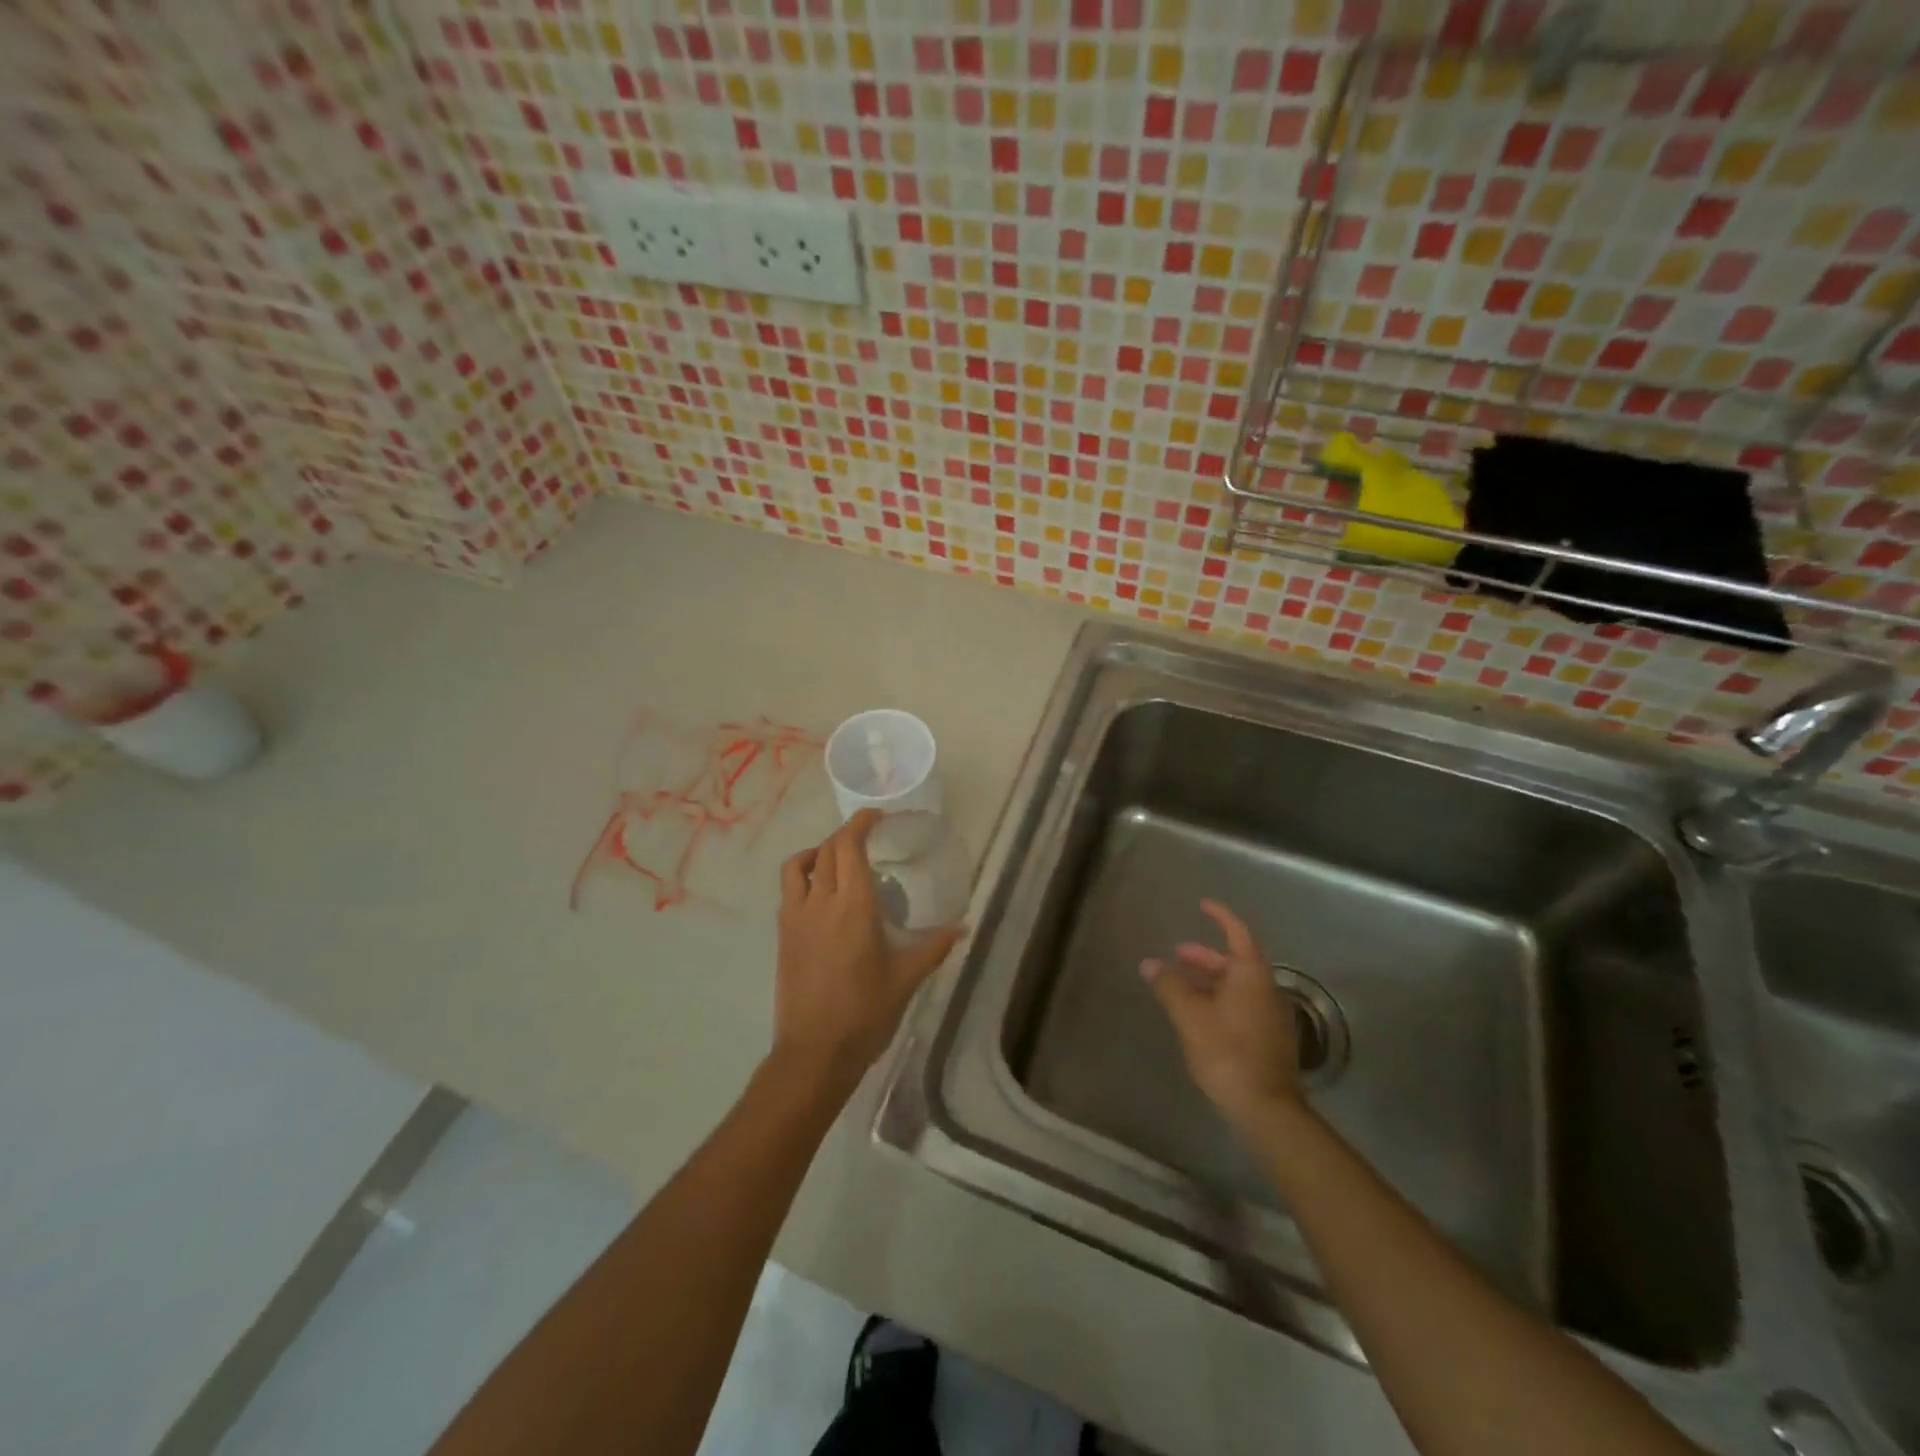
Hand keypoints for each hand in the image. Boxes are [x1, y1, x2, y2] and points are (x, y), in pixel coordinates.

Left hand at [772, 809, 964, 1091]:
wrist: (814, 1052)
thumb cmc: (866, 1013)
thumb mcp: (906, 978)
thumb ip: (934, 947)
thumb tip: (962, 927)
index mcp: (853, 906)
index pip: (849, 846)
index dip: (861, 823)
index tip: (877, 816)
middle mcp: (820, 902)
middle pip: (826, 849)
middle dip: (846, 835)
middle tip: (867, 837)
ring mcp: (795, 918)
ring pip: (798, 865)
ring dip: (818, 852)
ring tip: (837, 861)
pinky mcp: (783, 935)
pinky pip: (789, 891)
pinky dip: (804, 877)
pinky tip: (823, 897)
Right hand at [1142, 899, 1303, 1131]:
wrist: (1265, 1108)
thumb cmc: (1226, 1051)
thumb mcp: (1189, 1015)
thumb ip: (1169, 985)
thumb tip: (1150, 963)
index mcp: (1251, 975)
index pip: (1237, 933)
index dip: (1220, 916)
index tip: (1202, 905)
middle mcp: (1267, 989)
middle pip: (1236, 961)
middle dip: (1206, 955)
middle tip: (1178, 954)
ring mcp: (1272, 1016)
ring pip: (1238, 986)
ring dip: (1211, 979)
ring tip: (1181, 985)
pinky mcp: (1270, 1040)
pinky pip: (1243, 1005)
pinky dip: (1220, 999)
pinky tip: (1199, 1015)